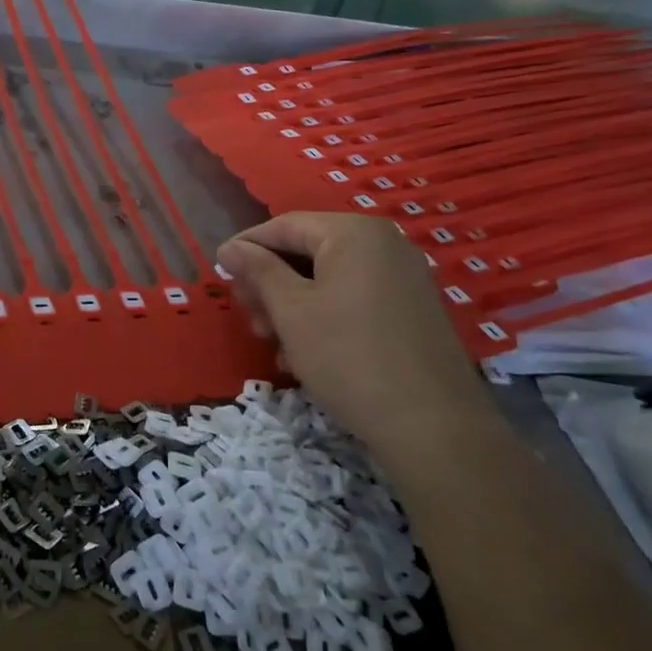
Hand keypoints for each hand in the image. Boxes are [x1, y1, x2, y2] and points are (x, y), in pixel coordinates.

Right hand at [216, 212, 491, 468]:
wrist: (432, 424)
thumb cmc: (347, 355)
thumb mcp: (290, 310)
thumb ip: (257, 270)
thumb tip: (230, 248)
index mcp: (354, 233)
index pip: (283, 226)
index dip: (246, 248)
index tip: (219, 275)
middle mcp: (383, 244)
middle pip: (307, 250)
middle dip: (270, 282)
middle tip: (250, 318)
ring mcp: (402, 277)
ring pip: (327, 278)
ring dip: (291, 305)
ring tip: (273, 342)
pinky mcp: (411, 310)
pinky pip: (352, 298)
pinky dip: (322, 316)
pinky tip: (303, 352)